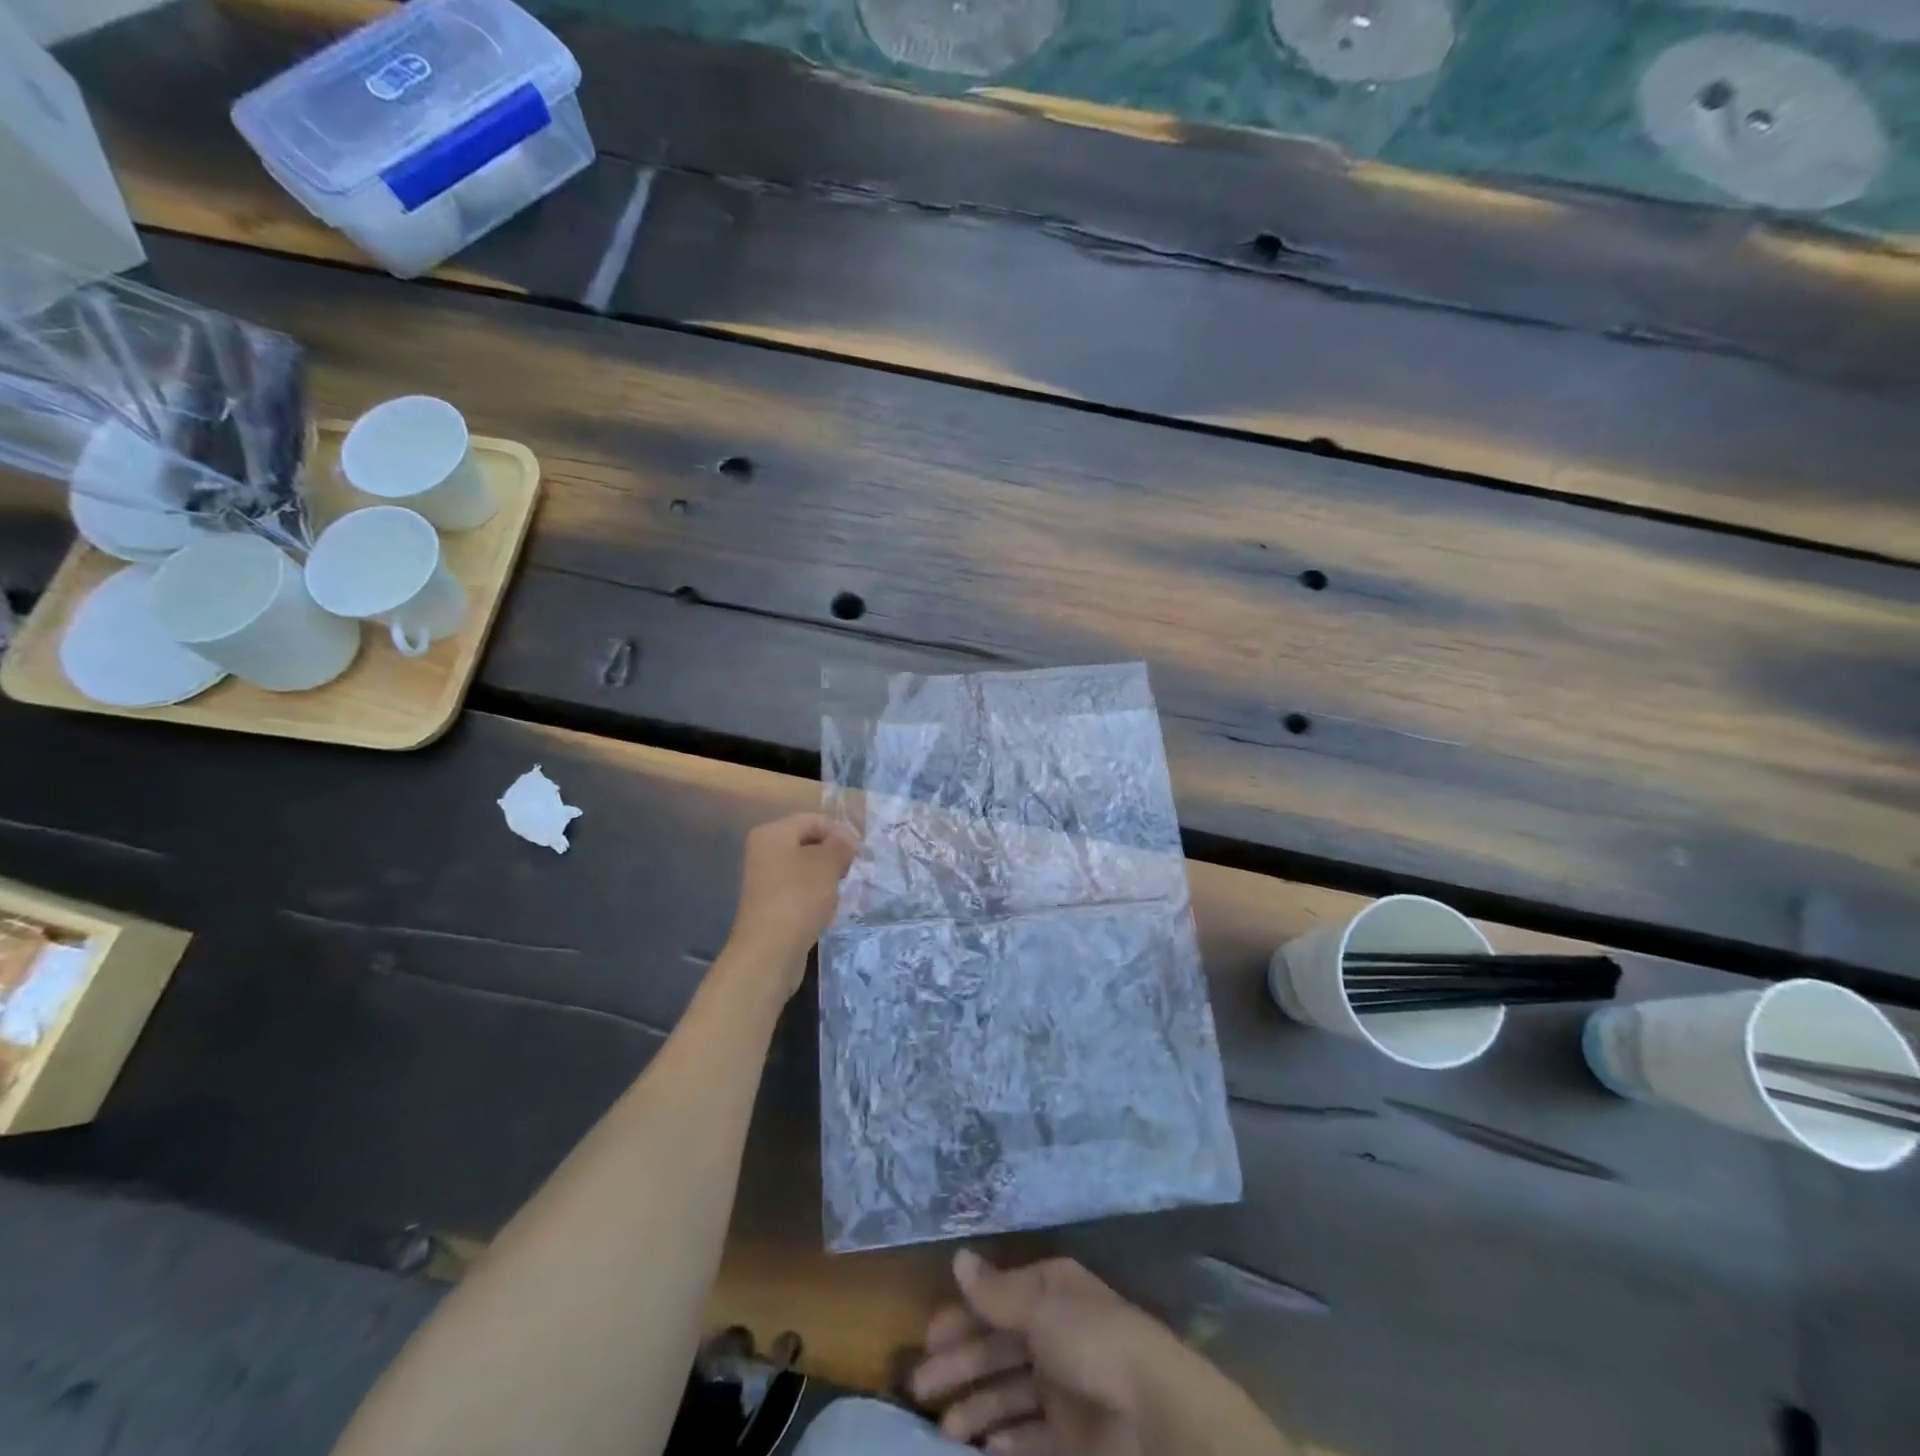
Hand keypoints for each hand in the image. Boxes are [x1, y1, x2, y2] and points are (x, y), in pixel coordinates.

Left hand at [724, 812, 858, 991]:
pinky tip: (826, 907)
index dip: (839, 831)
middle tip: (852, 869)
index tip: (859, 851)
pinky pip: (797, 889)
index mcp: (772, 833)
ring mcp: (764, 879)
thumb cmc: (799, 897)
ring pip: (803, 867)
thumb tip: (846, 839)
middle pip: (806, 842)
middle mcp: (763, 851)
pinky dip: (814, 893)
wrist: (769, 950)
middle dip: (832, 853)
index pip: (813, 820)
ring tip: (840, 889)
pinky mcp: (769, 904)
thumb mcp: (827, 864)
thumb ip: (840, 845)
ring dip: (825, 875)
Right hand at [911, 1252, 1287, 1455]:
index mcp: (1051, 1290)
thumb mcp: (1039, 1307)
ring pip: (1010, 1392)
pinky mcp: (1073, 1434)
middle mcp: (1056, 1330)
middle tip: (920, 1389)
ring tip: (945, 1428)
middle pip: (999, 1346)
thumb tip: (958, 1257)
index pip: (998, 1300)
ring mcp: (1065, 1383)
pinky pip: (1030, 1433)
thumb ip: (995, 1291)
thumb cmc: (1091, 1341)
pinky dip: (1006, 1438)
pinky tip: (984, 1447)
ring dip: (977, 1406)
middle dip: (961, 1365)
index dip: (963, 1318)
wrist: (1153, 1415)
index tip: (928, 1339)